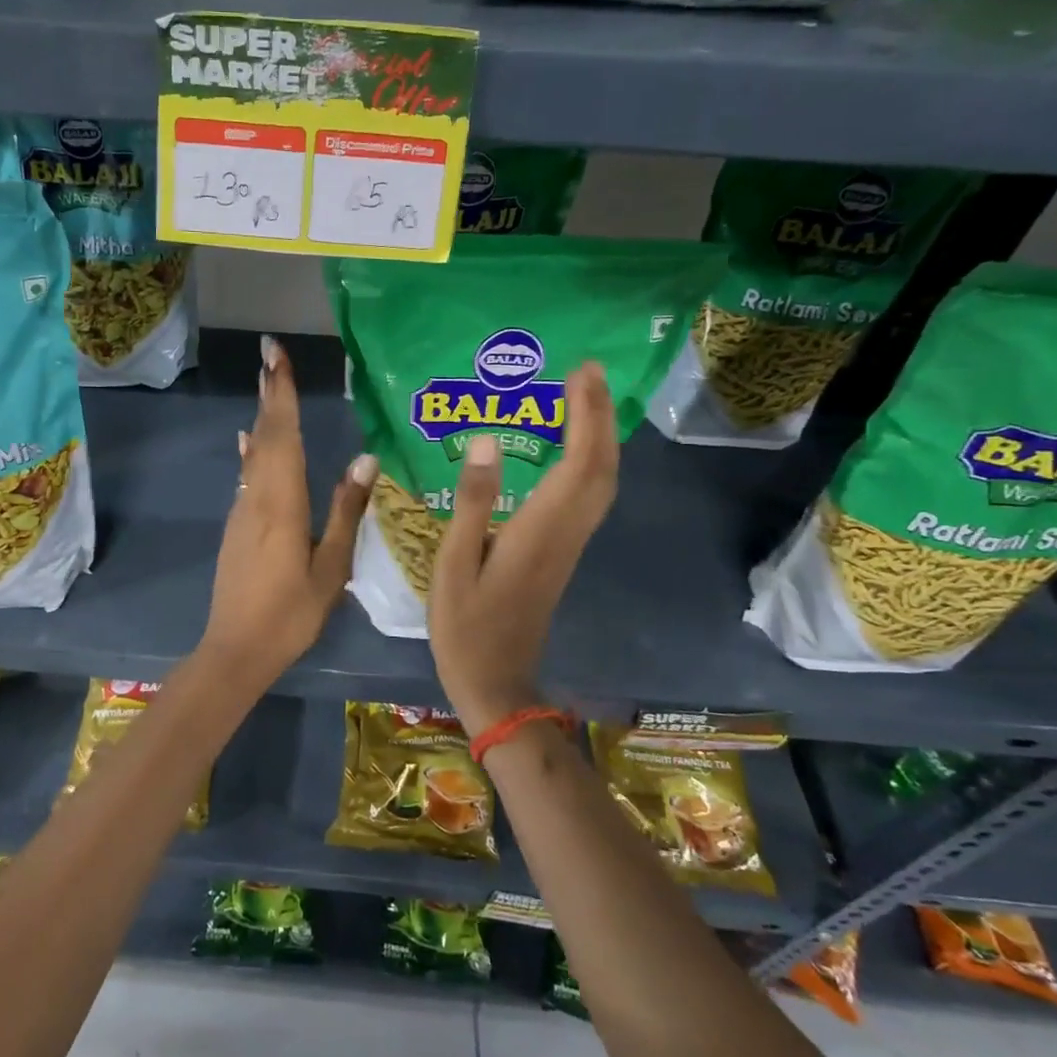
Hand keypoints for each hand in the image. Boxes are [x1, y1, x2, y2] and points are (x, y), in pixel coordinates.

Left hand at [199, 335, 377, 688]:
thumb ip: (346, 511)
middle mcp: (257, 497)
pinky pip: (248, 476)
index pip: (283, 436)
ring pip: (254, 455)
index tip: (276, 356)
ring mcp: (242, 511)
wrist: (235, 649)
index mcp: (283, 503)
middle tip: (272, 356)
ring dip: (263, 418)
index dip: (281, 394)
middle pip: (265, 436)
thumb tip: (366, 457)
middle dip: (270, 394)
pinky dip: (254, 451)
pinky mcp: (237, 526)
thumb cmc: (291, 613)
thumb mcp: (330, 567)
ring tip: (269, 386)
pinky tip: (252, 443)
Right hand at [429, 361, 618, 733]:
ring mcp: (568, 545)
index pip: (578, 463)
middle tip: (590, 373)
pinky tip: (574, 450)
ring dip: (601, 438)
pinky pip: (590, 498)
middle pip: (602, 468)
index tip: (582, 373)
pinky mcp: (562, 554)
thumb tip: (487, 440)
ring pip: (602, 483)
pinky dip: (591, 463)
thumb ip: (473, 502)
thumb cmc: (466, 627)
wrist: (497, 683)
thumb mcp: (454, 564)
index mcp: (539, 531)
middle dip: (602, 416)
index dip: (586, 415)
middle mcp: (565, 533)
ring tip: (586, 399)